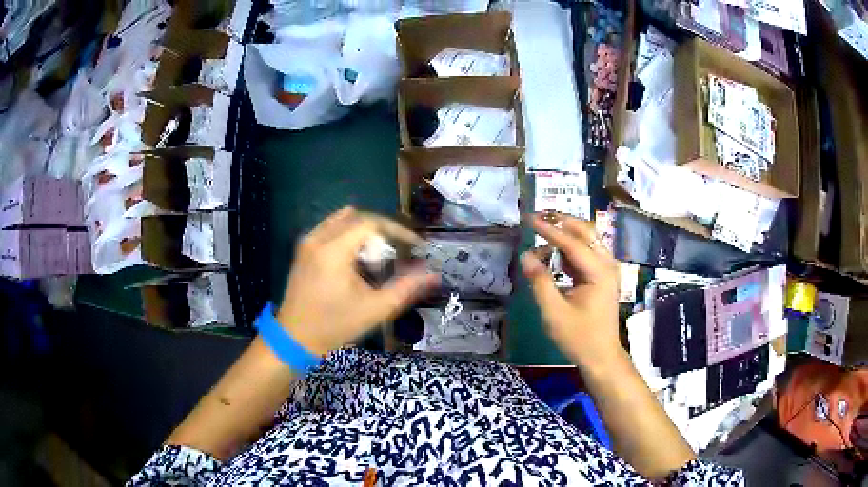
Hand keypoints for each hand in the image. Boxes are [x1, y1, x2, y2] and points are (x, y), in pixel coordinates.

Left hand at [277, 207, 437, 355]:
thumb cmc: (335, 325)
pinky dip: (348, 235)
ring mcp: (307, 241)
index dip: (397, 230)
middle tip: (397, 252)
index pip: (371, 223)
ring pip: (342, 220)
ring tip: (376, 256)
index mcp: (334, 251)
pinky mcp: (302, 248)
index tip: (414, 244)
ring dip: (364, 231)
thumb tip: (433, 274)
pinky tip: (355, 258)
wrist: (295, 337)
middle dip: (382, 232)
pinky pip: (330, 228)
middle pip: (358, 217)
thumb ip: (406, 288)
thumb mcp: (375, 309)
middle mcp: (318, 238)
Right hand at [520, 214, 621, 366]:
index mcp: (598, 272)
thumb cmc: (579, 337)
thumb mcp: (554, 312)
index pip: (572, 243)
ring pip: (588, 240)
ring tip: (544, 230)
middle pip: (586, 232)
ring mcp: (607, 270)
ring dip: (567, 233)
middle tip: (539, 216)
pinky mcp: (603, 277)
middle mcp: (607, 265)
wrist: (601, 356)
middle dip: (563, 222)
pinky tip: (555, 253)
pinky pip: (587, 254)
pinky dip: (571, 249)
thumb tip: (526, 255)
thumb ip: (540, 282)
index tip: (530, 218)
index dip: (549, 230)